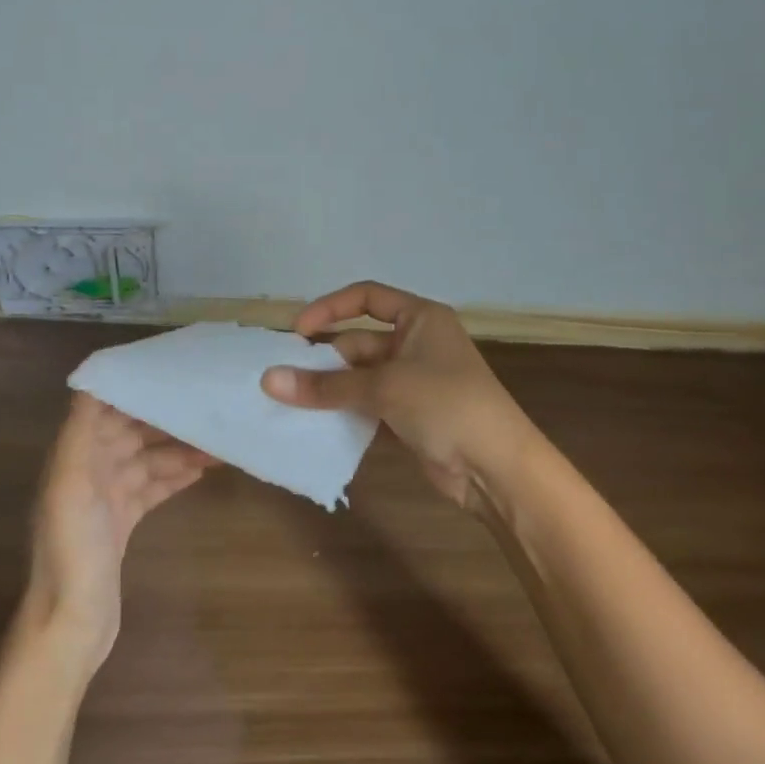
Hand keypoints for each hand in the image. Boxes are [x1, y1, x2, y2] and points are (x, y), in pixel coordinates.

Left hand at [23, 393, 212, 672]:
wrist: (73, 623)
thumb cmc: (72, 552)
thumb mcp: (70, 486)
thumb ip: (80, 434)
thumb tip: (93, 381)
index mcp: (73, 458)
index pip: (105, 410)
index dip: (133, 391)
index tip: (170, 374)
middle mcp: (88, 472)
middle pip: (131, 433)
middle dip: (165, 420)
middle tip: (206, 407)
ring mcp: (107, 498)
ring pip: (147, 460)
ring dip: (178, 449)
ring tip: (216, 441)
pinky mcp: (124, 522)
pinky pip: (153, 487)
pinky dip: (175, 476)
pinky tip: (204, 469)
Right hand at [260, 281, 533, 511]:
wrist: (495, 465)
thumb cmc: (446, 404)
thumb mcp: (384, 387)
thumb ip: (326, 386)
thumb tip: (268, 380)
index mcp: (420, 318)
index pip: (367, 298)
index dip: (329, 308)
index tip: (296, 331)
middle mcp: (416, 343)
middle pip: (358, 342)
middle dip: (324, 361)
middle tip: (283, 380)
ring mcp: (413, 381)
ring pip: (360, 377)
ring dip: (330, 389)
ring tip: (288, 403)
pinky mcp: (410, 415)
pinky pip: (368, 405)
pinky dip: (345, 412)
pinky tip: (315, 425)